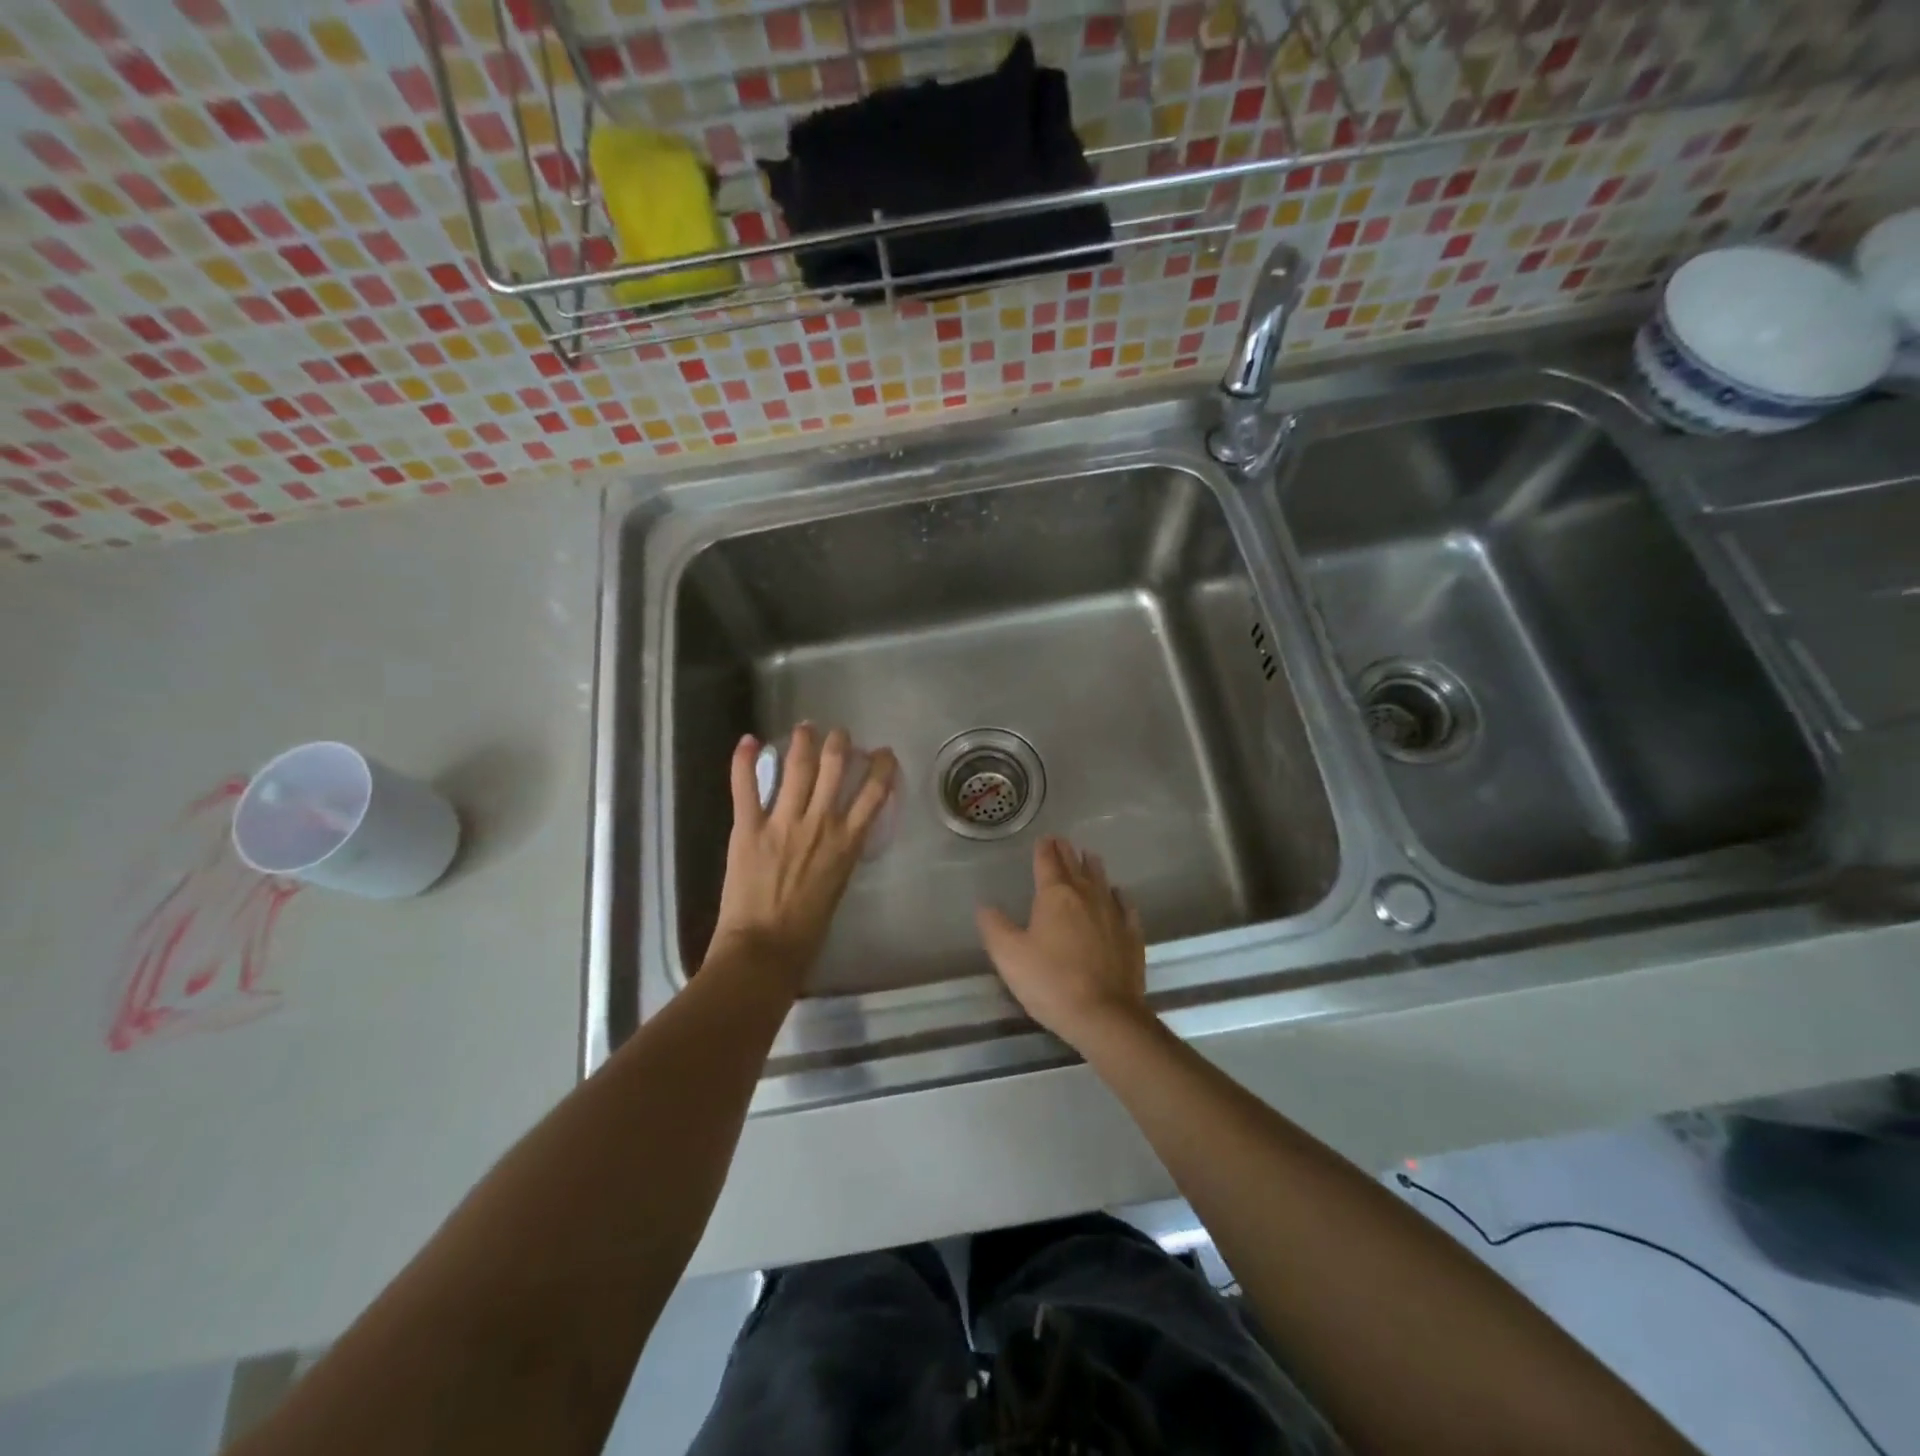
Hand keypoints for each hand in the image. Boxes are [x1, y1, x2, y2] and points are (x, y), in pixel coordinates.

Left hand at [709, 725, 897, 989]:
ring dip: (803, 742)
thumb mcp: (839, 884)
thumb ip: (841, 852)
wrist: (765, 949)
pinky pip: (745, 787)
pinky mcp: (748, 828)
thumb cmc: (808, 928)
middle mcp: (820, 823)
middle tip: (839, 733)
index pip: (874, 792)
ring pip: (797, 768)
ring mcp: (782, 822)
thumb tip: (840, 832)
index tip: (883, 753)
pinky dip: (743, 761)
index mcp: (847, 841)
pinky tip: (747, 740)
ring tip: (805, 727)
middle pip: (835, 767)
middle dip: (840, 743)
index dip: (882, 766)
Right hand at [976, 836, 1147, 1049]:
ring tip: (1089, 857)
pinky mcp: (1131, 935)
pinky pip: (1125, 906)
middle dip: (1067, 852)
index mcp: (1055, 896)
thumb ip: (994, 926)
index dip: (1044, 849)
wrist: (1104, 1014)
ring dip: (1093, 867)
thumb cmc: (1050, 981)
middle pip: (1076, 866)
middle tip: (1062, 842)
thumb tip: (985, 906)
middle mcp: (1086, 895)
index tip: (1044, 838)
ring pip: (1102, 880)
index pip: (1048, 862)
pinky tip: (1118, 896)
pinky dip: (1118, 896)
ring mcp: (1113, 914)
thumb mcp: (1009, 956)